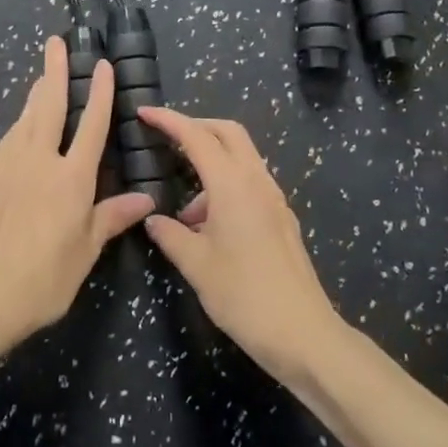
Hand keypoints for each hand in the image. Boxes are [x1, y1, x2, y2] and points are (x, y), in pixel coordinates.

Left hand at [0, 37, 155, 355]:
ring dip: (35, 96)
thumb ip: (111, 219)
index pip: (91, 125)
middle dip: (54, 71)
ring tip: (42, 78)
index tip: (102, 65)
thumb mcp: (84, 253)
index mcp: (71, 178)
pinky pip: (5, 144)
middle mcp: (37, 160)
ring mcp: (4, 165)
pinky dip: (17, 130)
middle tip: (55, 43)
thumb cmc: (41, 280)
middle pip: (48, 106)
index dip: (99, 93)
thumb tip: (144, 199)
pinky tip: (18, 133)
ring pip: (23, 120)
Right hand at [137, 108, 344, 383]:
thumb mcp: (196, 265)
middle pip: (228, 133)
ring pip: (242, 158)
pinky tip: (209, 224)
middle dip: (196, 128)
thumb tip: (153, 219)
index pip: (197, 137)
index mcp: (233, 185)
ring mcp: (274, 199)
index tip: (144, 112)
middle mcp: (257, 182)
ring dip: (211, 163)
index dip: (169, 121)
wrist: (303, 334)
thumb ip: (170, 235)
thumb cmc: (243, 296)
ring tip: (184, 210)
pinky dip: (226, 186)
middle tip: (167, 139)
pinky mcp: (282, 219)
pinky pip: (250, 183)